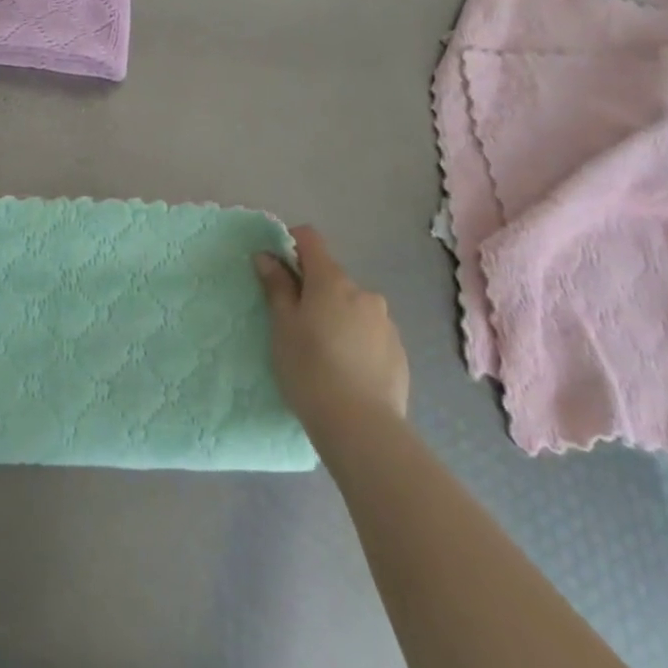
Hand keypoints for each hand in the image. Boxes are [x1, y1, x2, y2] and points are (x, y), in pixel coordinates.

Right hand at [255, 225, 408, 429]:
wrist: (362, 428)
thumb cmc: (310, 369)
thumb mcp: (282, 326)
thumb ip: (276, 286)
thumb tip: (267, 256)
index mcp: (332, 280)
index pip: (310, 239)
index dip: (291, 245)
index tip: (277, 269)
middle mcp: (363, 293)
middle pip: (332, 277)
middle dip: (314, 290)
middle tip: (297, 325)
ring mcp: (386, 323)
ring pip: (353, 307)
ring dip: (338, 317)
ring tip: (326, 355)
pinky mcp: (400, 353)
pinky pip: (371, 334)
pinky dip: (357, 341)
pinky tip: (349, 372)